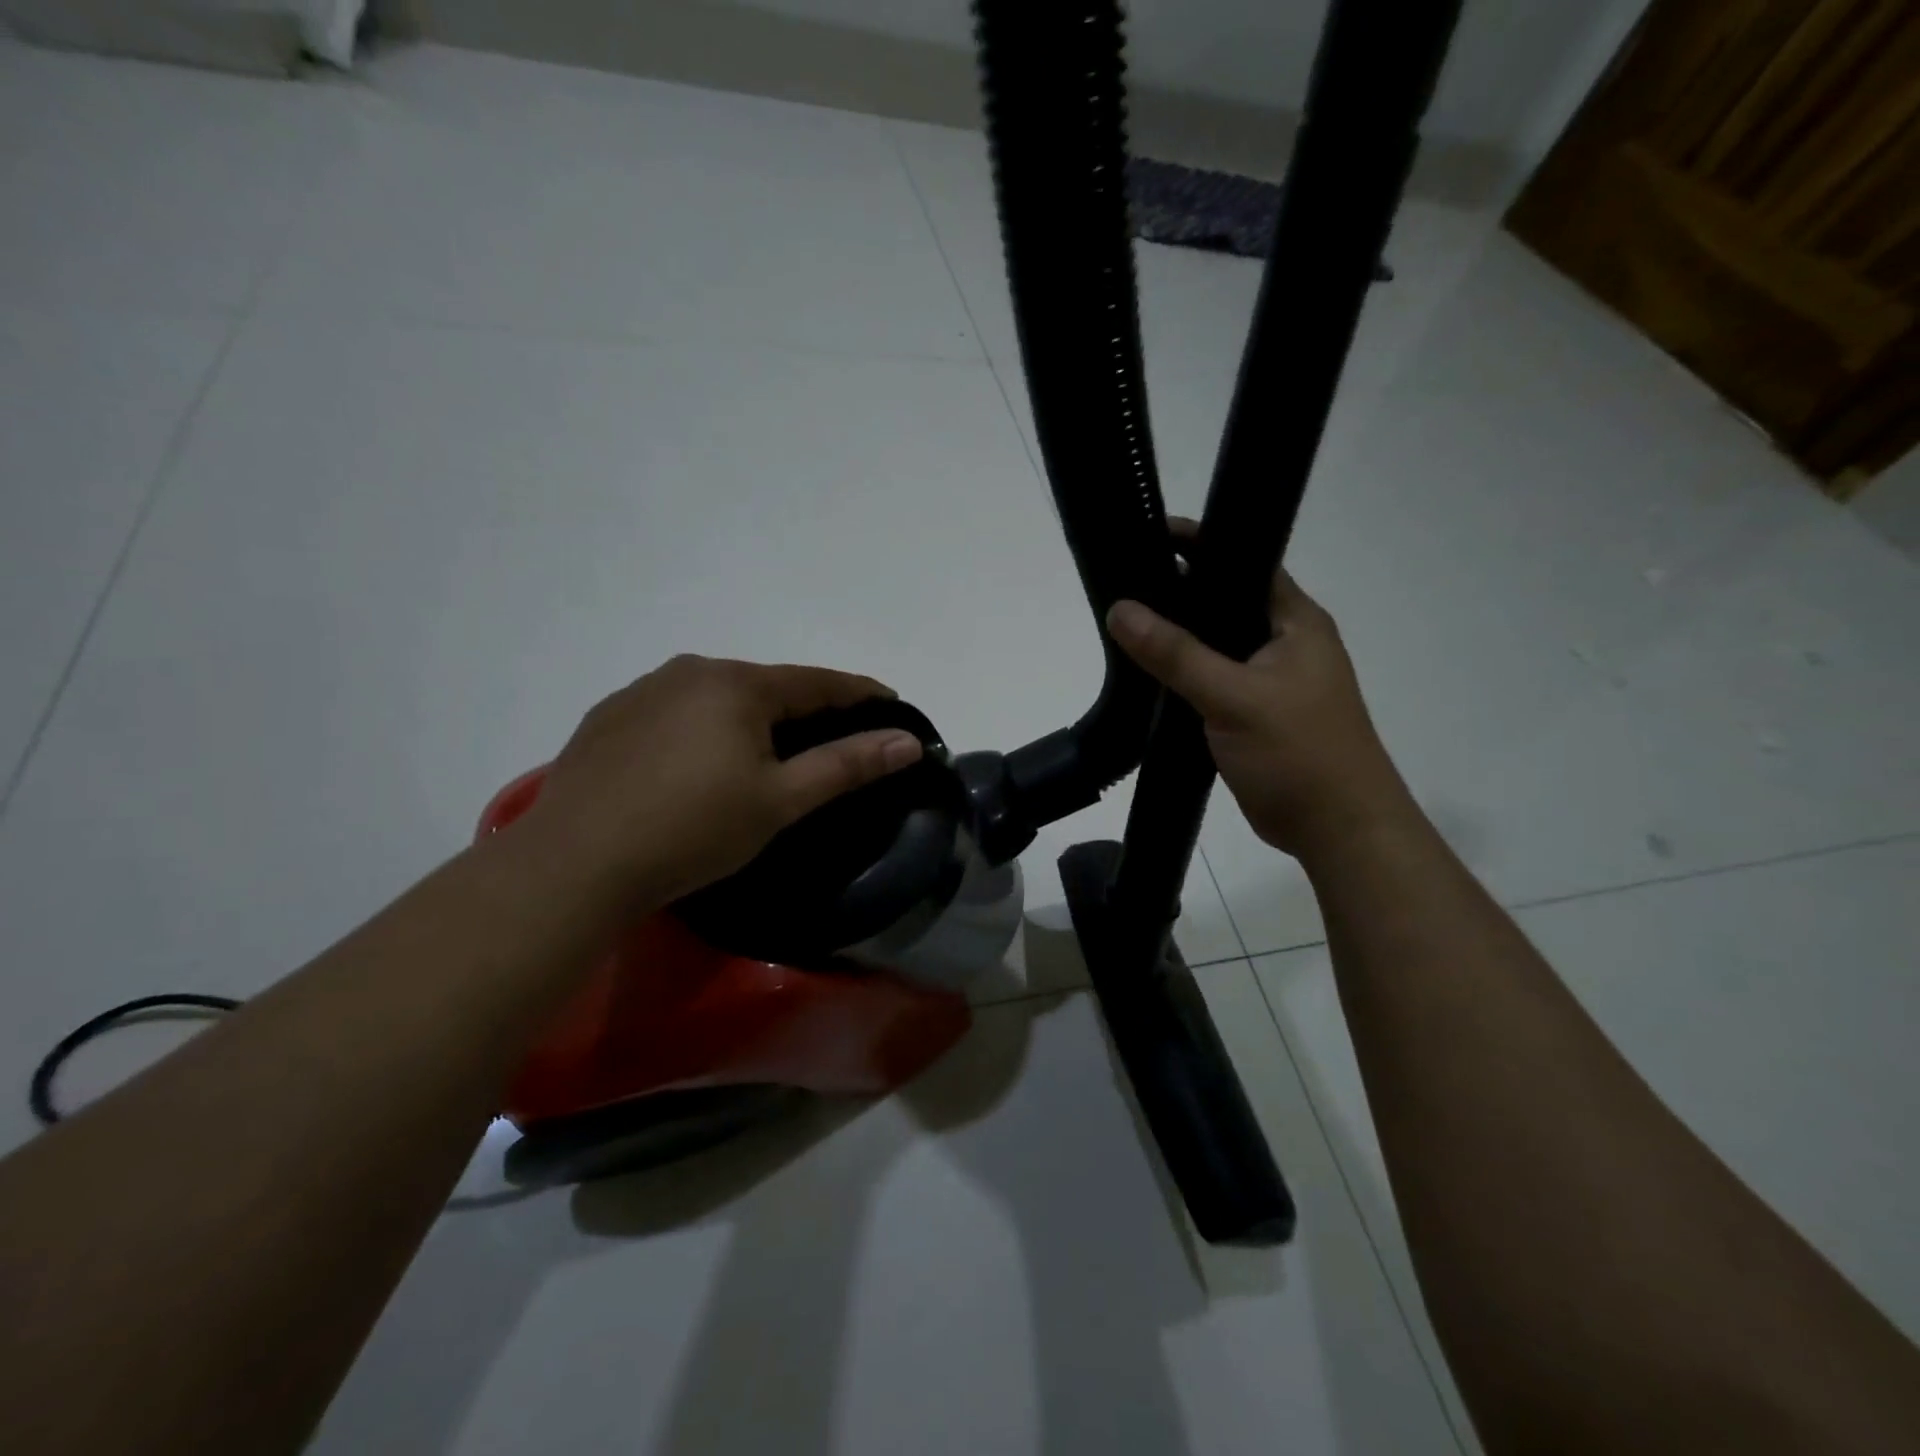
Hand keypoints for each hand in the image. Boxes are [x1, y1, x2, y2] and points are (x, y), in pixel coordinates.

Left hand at [517, 655, 923, 905]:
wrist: (575, 862)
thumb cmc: (693, 829)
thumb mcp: (780, 800)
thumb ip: (847, 765)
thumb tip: (906, 741)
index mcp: (737, 684)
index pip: (817, 681)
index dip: (859, 693)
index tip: (889, 703)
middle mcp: (690, 671)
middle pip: (766, 686)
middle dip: (803, 709)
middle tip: (828, 740)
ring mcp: (643, 690)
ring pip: (717, 697)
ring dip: (749, 718)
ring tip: (762, 755)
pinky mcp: (609, 717)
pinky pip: (675, 712)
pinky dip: (702, 729)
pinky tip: (695, 764)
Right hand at [1107, 526, 1411, 859]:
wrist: (1338, 830)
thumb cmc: (1299, 753)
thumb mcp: (1234, 697)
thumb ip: (1176, 653)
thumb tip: (1119, 609)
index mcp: (1295, 621)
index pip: (1244, 561)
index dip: (1199, 544)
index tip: (1147, 536)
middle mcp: (1284, 641)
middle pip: (1224, 601)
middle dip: (1178, 591)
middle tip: (1123, 582)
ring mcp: (1269, 679)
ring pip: (1216, 643)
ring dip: (1178, 636)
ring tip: (1124, 622)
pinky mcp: (1253, 712)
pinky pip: (1212, 678)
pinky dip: (1183, 673)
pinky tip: (1147, 673)